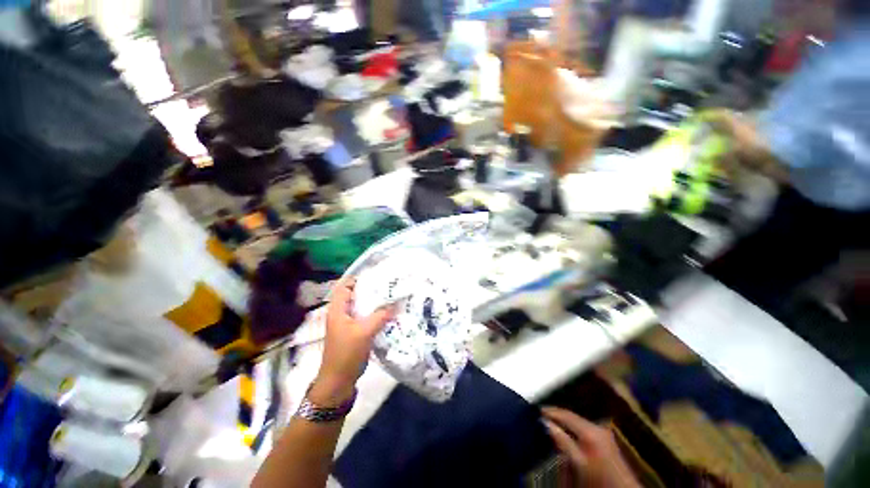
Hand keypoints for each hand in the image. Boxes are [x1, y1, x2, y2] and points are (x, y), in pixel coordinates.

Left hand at [310, 278, 393, 406]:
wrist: (339, 381)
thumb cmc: (346, 354)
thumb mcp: (364, 332)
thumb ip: (380, 316)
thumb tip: (396, 303)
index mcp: (338, 310)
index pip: (346, 286)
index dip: (359, 279)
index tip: (377, 276)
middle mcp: (342, 313)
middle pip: (356, 295)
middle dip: (371, 290)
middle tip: (389, 285)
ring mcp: (349, 324)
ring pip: (363, 307)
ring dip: (375, 303)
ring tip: (392, 296)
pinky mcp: (356, 332)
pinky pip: (367, 318)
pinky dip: (377, 314)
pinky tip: (389, 313)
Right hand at [543, 407, 640, 487]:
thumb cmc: (598, 479)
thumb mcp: (576, 462)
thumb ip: (561, 441)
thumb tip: (545, 422)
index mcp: (590, 430)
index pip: (565, 413)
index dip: (550, 411)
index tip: (537, 410)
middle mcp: (598, 427)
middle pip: (572, 416)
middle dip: (557, 416)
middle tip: (542, 416)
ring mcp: (604, 433)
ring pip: (578, 422)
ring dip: (566, 423)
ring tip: (552, 423)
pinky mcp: (607, 441)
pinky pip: (585, 428)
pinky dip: (574, 429)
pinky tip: (568, 434)